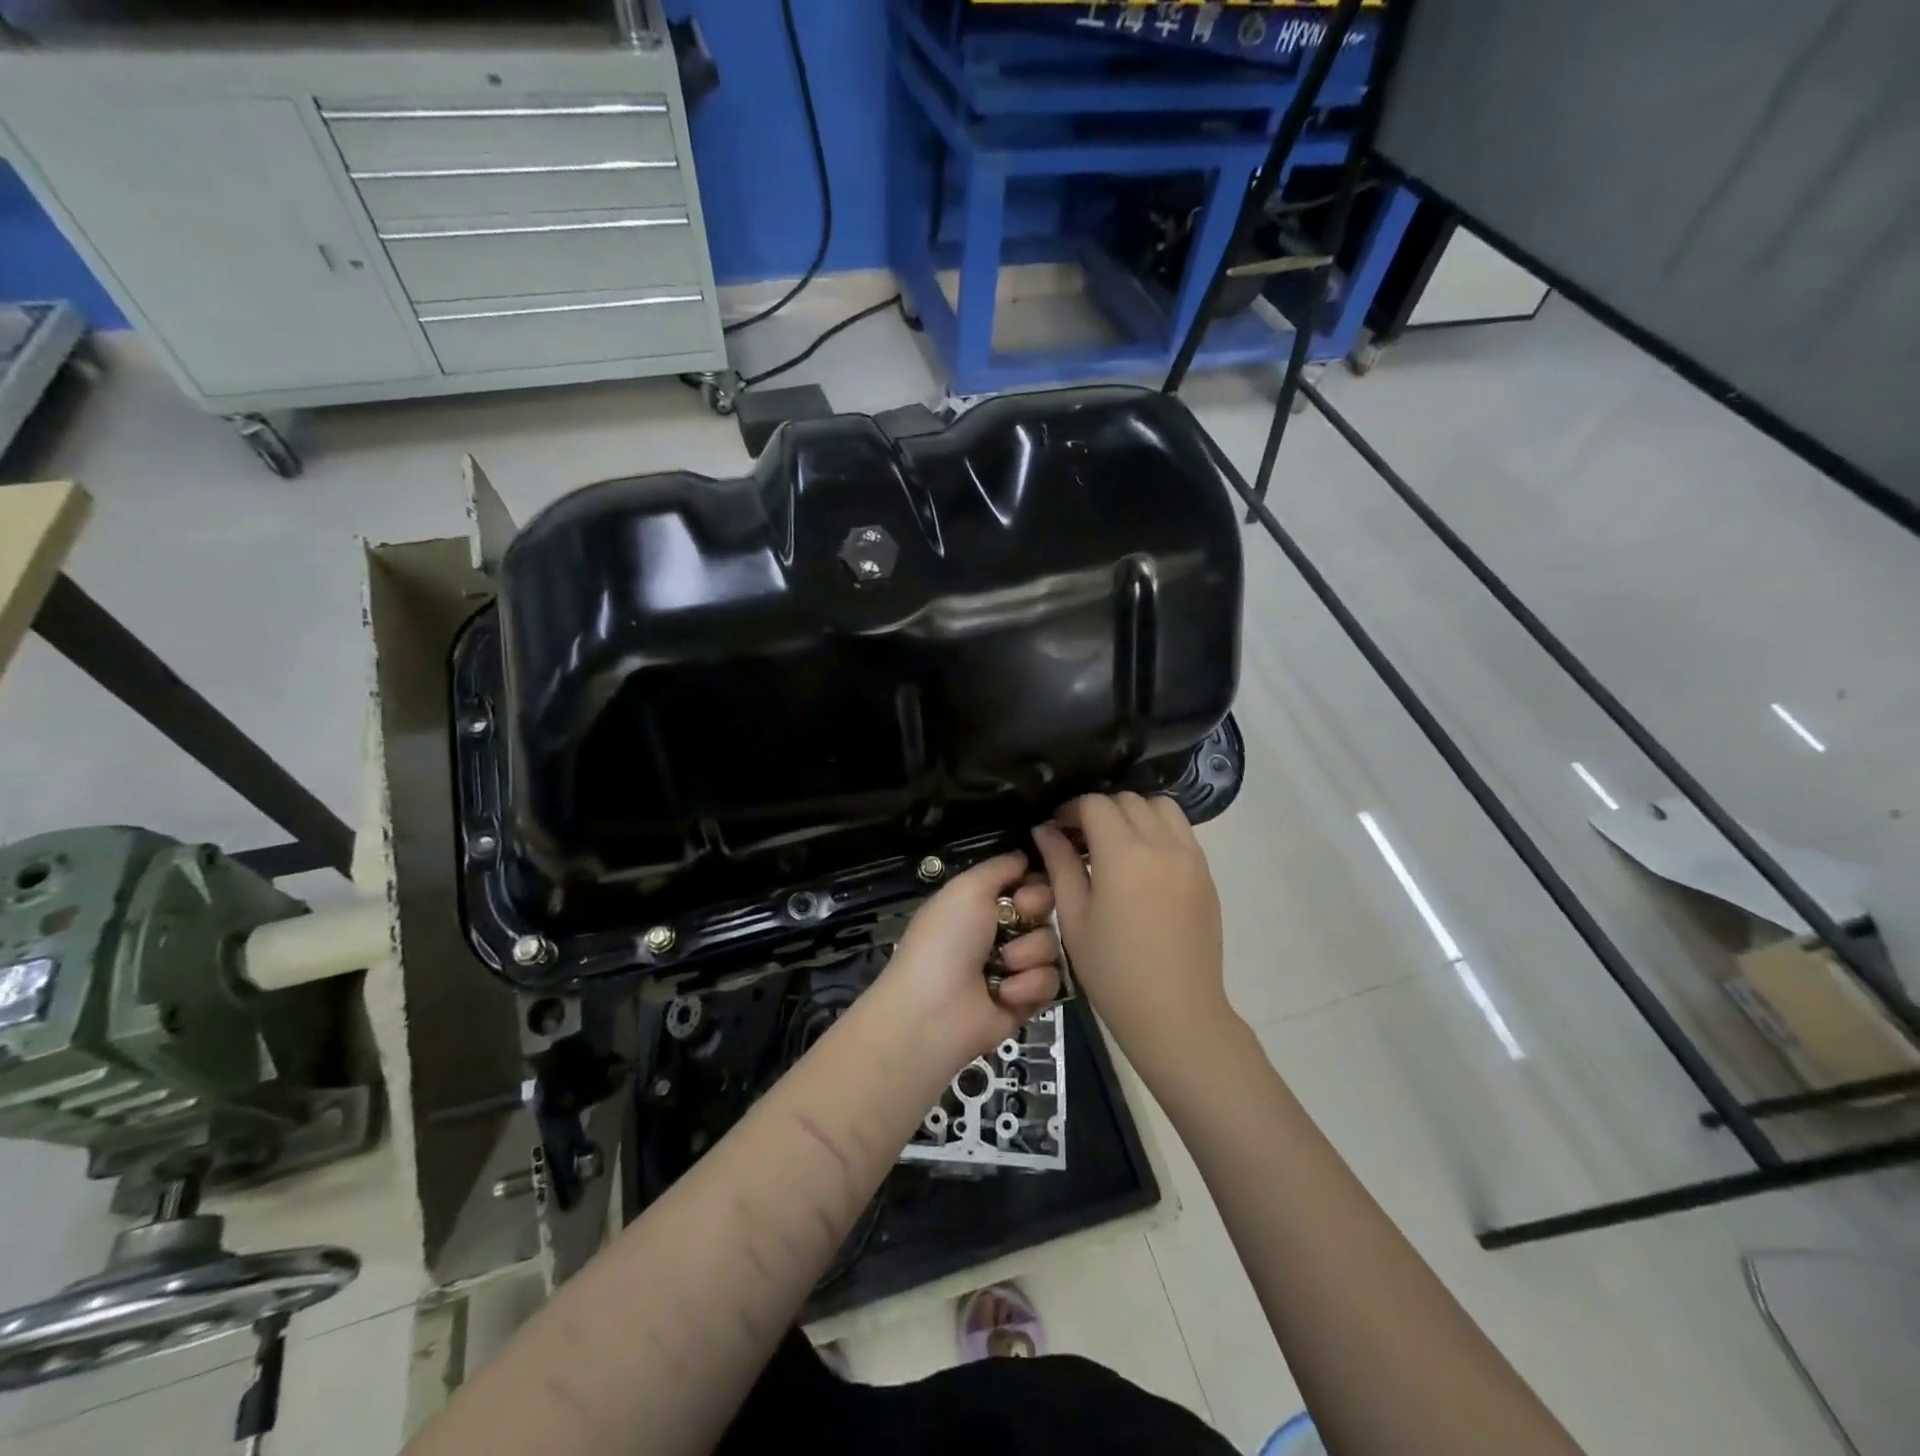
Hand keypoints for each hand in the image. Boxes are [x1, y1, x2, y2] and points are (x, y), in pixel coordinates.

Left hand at [874, 852, 1061, 1071]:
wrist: (934, 1010)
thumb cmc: (946, 940)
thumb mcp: (967, 888)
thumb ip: (999, 868)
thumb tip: (1024, 856)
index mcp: (981, 903)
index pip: (1027, 883)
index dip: (1033, 884)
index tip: (1022, 891)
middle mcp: (1001, 931)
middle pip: (1046, 910)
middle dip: (1034, 914)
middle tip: (1013, 924)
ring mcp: (1015, 966)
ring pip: (1051, 945)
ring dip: (1027, 954)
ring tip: (1001, 967)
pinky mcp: (1027, 1000)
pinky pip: (1051, 981)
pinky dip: (1028, 985)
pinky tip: (1004, 993)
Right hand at [1032, 793, 1233, 1082]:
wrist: (1176, 1013)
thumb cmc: (1113, 971)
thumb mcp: (1074, 917)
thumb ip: (1060, 864)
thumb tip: (1046, 829)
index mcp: (1124, 854)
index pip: (1095, 804)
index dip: (1071, 809)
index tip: (1057, 829)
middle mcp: (1162, 844)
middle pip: (1128, 800)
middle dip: (1100, 810)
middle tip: (1081, 838)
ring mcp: (1191, 857)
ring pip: (1160, 807)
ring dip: (1134, 813)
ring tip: (1115, 844)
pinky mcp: (1206, 873)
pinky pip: (1181, 831)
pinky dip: (1158, 829)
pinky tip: (1142, 862)